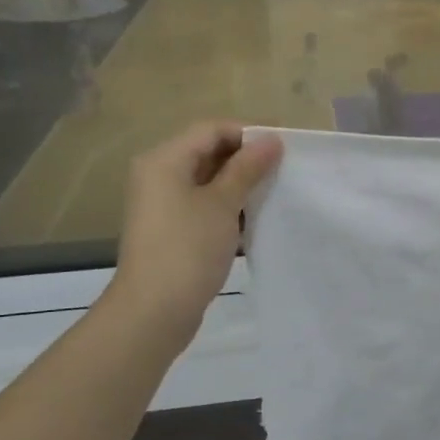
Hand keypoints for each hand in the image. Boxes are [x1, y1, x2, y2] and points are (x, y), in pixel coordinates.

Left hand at [104, 122, 282, 346]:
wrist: (154, 310)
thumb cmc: (188, 248)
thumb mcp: (223, 203)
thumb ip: (247, 168)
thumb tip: (271, 139)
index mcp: (164, 160)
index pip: (212, 130)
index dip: (249, 133)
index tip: (285, 148)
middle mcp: (158, 175)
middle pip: (207, 151)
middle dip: (246, 158)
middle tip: (284, 169)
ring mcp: (162, 204)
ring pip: (207, 179)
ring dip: (240, 182)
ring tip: (274, 191)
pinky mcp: (171, 229)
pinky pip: (203, 203)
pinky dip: (228, 204)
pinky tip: (254, 216)